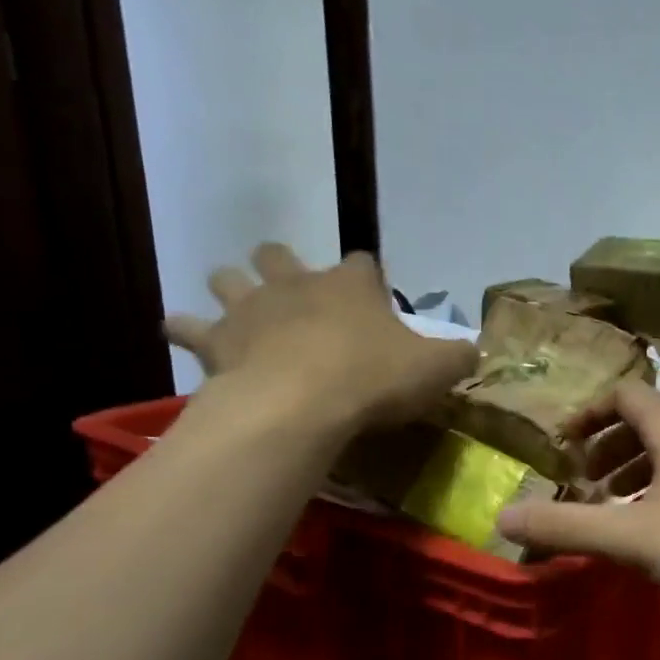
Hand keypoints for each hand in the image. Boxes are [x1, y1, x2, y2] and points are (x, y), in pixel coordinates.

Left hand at [164, 246, 475, 440]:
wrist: (301, 405)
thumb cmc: (374, 379)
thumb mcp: (436, 369)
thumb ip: (458, 356)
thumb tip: (474, 351)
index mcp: (352, 285)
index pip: (362, 263)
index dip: (367, 276)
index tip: (373, 296)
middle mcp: (297, 283)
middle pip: (280, 255)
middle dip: (283, 265)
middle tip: (294, 292)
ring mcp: (251, 307)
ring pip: (228, 278)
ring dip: (232, 287)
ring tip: (240, 309)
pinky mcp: (216, 340)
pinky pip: (186, 325)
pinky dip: (186, 329)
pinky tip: (186, 336)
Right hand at [496, 379, 659, 615]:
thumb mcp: (635, 539)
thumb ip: (567, 528)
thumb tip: (502, 520)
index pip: (626, 394)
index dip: (589, 412)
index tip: (564, 443)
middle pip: (651, 421)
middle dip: (611, 446)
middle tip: (587, 482)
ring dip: (642, 468)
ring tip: (620, 506)